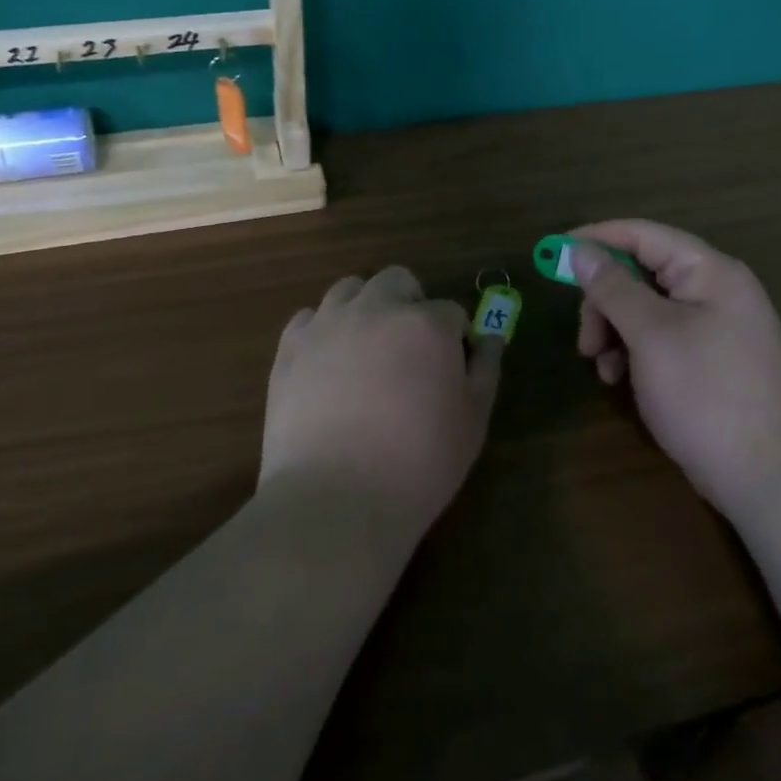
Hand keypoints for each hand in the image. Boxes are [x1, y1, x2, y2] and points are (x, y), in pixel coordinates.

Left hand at [263, 266, 503, 539]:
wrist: (335, 499)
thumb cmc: (419, 464)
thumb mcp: (473, 421)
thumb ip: (485, 369)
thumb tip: (490, 336)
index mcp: (426, 323)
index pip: (451, 311)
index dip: (455, 339)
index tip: (449, 370)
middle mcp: (376, 309)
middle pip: (398, 280)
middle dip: (410, 304)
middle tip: (410, 351)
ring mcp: (327, 324)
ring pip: (350, 289)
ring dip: (366, 308)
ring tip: (367, 351)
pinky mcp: (290, 346)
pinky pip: (309, 317)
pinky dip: (324, 331)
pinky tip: (329, 365)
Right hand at [573, 220, 780, 508]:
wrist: (763, 475)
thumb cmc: (705, 392)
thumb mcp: (650, 334)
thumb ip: (612, 287)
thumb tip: (579, 252)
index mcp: (709, 272)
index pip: (644, 235)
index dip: (597, 238)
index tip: (554, 252)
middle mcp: (712, 290)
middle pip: (639, 273)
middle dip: (603, 301)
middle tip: (584, 338)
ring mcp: (711, 325)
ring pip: (642, 308)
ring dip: (612, 330)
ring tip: (600, 366)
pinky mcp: (704, 357)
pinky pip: (656, 336)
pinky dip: (630, 350)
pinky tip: (619, 379)